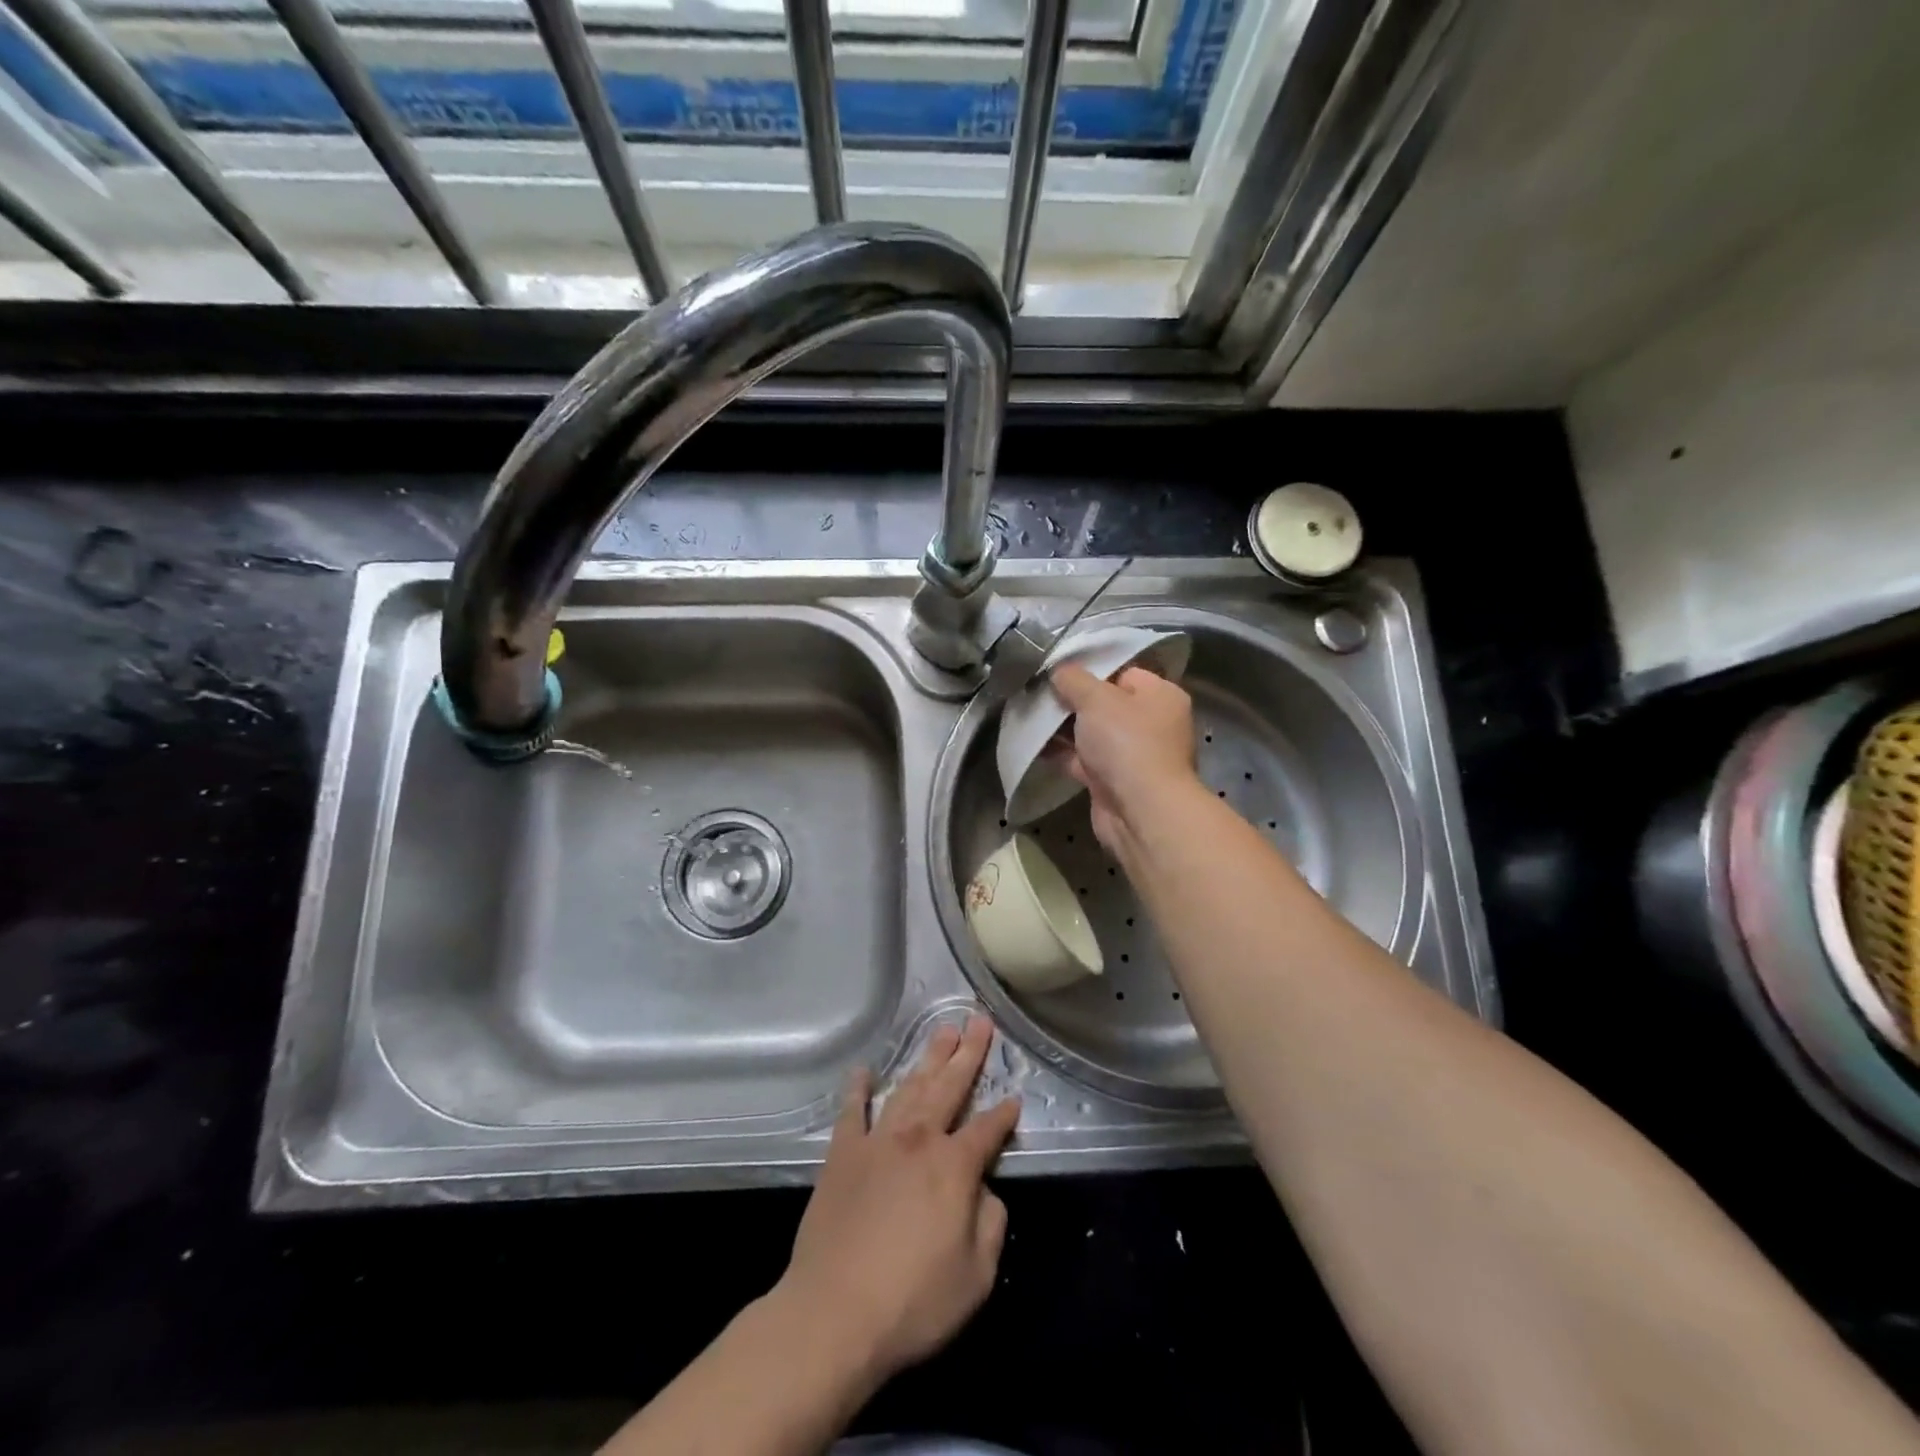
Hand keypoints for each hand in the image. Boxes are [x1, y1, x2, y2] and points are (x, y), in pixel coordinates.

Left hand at [774, 1016, 1019, 1383]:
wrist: (834, 1313)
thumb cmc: (913, 1302)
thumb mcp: (977, 1276)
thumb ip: (991, 1223)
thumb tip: (985, 1190)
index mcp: (954, 1166)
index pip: (988, 1129)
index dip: (1004, 1114)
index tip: (1014, 1098)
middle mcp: (918, 1140)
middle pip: (949, 1087)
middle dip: (968, 1053)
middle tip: (978, 1020)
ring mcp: (877, 1141)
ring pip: (908, 1089)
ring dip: (927, 1059)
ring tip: (942, 1032)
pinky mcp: (842, 1154)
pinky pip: (852, 1111)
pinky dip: (858, 1089)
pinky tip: (863, 1070)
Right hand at [1049, 663, 1199, 852]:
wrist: (1140, 810)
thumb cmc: (1127, 742)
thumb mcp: (1096, 698)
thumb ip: (1074, 679)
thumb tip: (1059, 671)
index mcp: (1161, 696)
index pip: (1124, 673)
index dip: (1092, 670)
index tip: (1059, 671)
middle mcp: (1152, 724)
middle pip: (1106, 704)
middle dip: (1073, 701)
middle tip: (1039, 693)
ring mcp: (1133, 755)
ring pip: (1092, 734)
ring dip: (1064, 729)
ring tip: (1030, 716)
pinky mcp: (1114, 781)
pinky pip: (1084, 760)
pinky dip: (1062, 754)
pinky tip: (1034, 746)